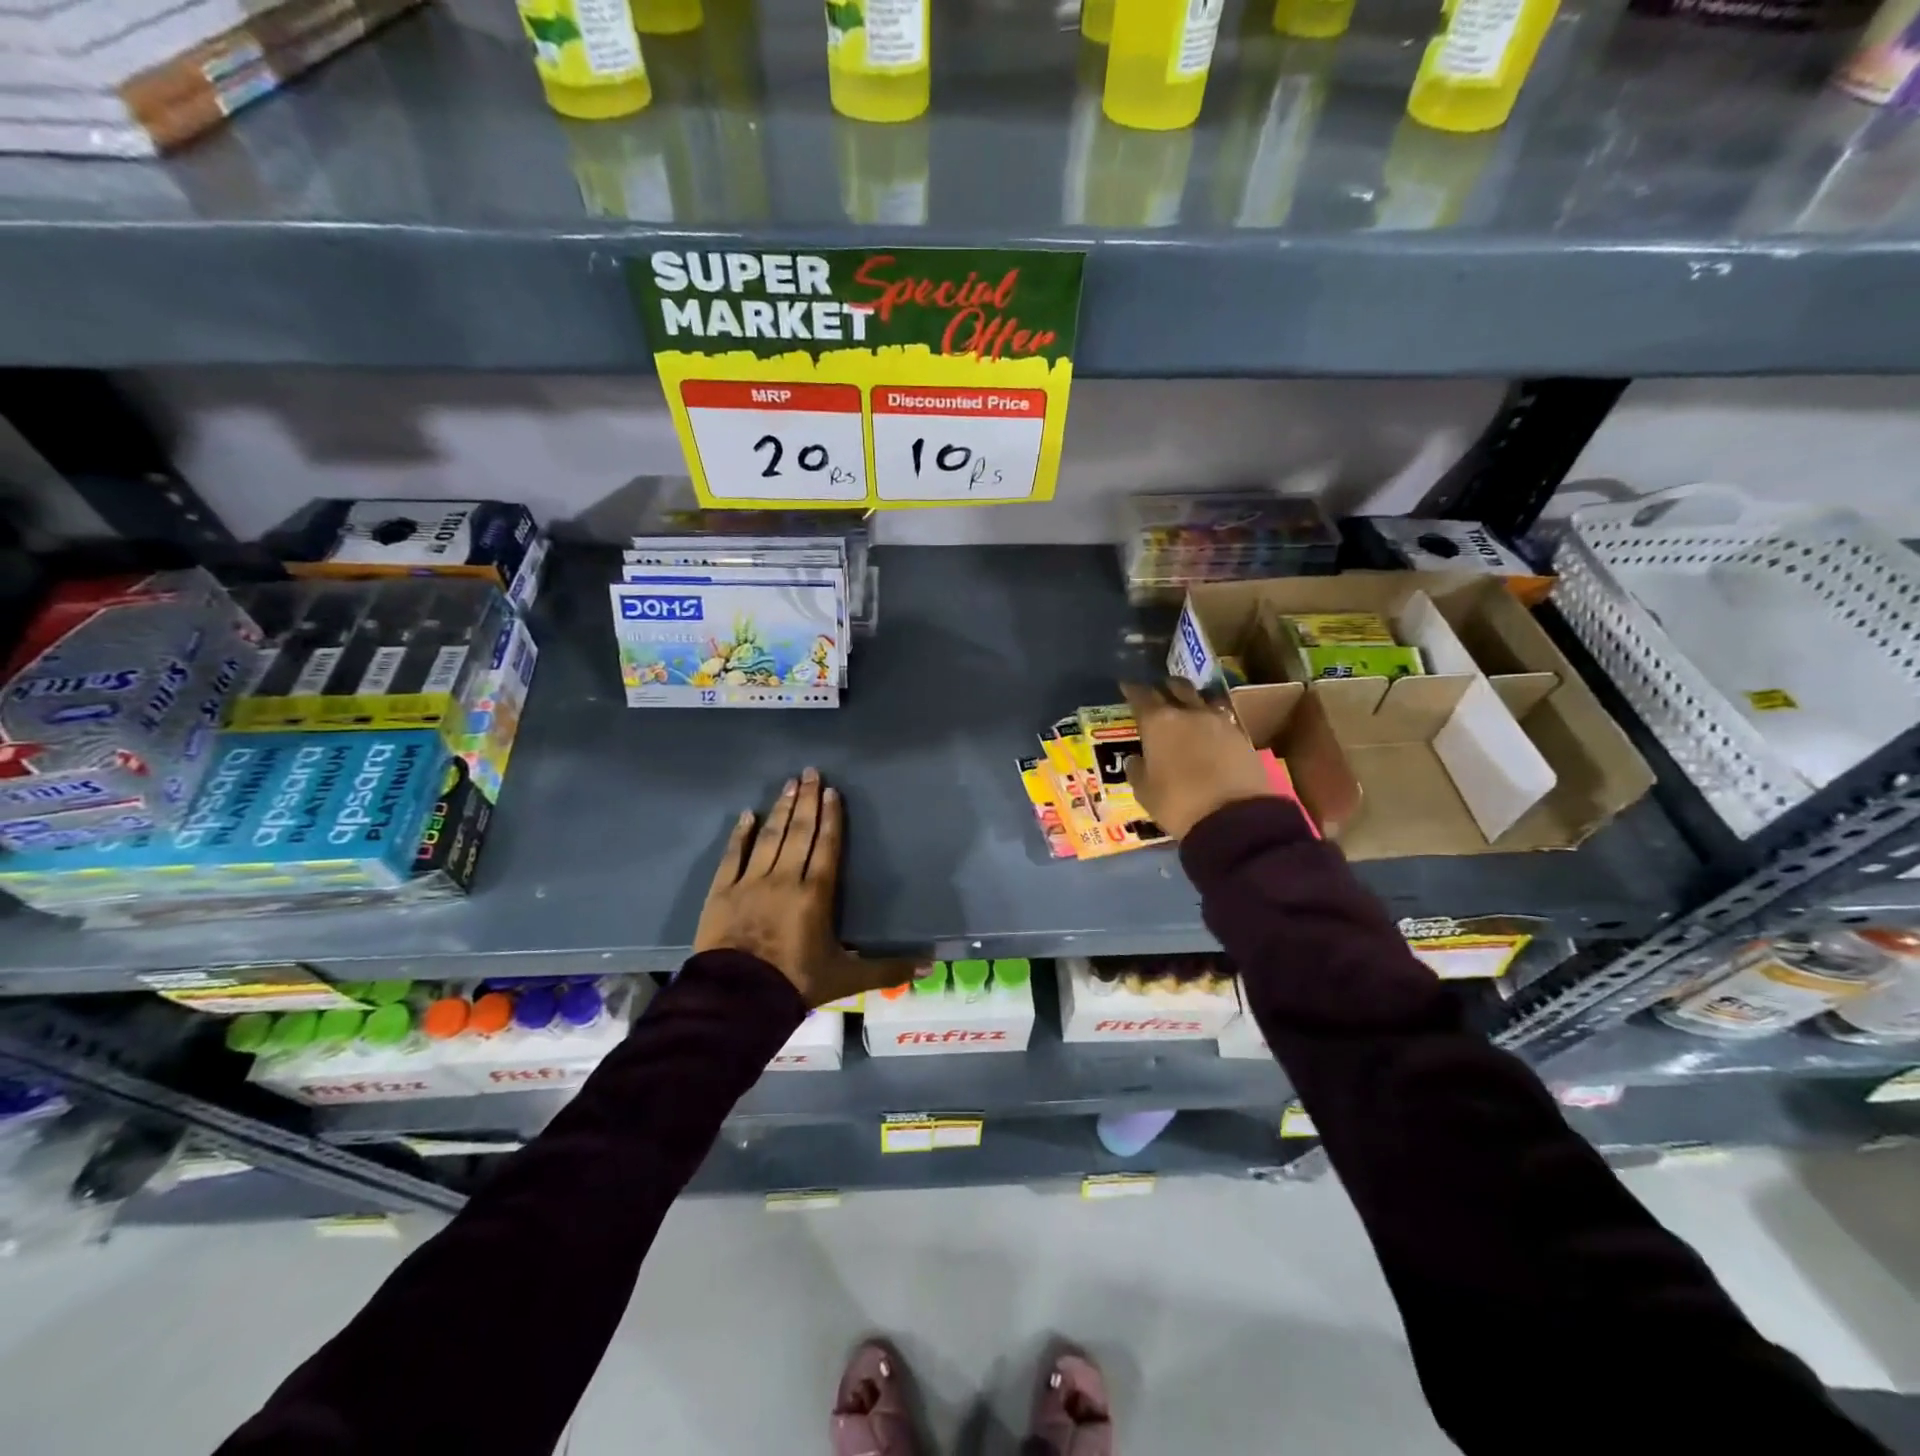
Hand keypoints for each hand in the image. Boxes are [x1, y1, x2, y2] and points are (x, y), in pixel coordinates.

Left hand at [694, 768, 921, 1007]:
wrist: (738, 999)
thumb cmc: (796, 983)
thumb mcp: (848, 978)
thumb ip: (888, 968)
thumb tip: (931, 966)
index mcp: (815, 894)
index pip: (827, 846)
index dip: (831, 817)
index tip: (831, 791)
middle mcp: (785, 878)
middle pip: (799, 832)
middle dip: (806, 801)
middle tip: (809, 772)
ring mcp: (750, 882)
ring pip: (769, 837)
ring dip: (780, 809)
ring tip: (788, 784)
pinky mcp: (721, 892)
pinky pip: (732, 856)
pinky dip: (739, 834)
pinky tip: (746, 815)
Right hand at [1120, 679, 1275, 839]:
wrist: (1234, 817)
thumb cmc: (1178, 804)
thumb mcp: (1145, 793)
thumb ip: (1137, 771)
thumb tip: (1136, 759)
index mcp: (1158, 722)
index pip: (1141, 696)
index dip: (1132, 690)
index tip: (1126, 686)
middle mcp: (1188, 713)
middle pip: (1176, 688)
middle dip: (1165, 687)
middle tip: (1158, 693)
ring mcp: (1218, 721)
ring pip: (1202, 699)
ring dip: (1192, 700)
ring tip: (1186, 709)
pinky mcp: (1241, 735)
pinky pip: (1221, 718)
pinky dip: (1211, 720)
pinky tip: (1208, 731)